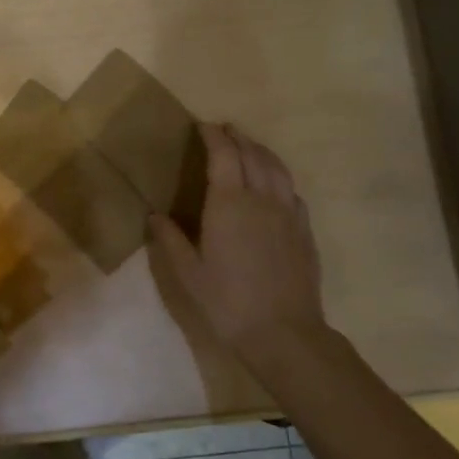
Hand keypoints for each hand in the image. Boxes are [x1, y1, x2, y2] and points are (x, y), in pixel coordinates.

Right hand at [147, 123, 337, 377]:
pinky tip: (274, 184)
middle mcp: (261, 198)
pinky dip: (279, 176)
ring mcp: (288, 213)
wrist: (284, 333)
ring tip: (248, 146)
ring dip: (261, 150)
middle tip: (223, 130)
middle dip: (237, 137)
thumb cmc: (228, 302)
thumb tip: (155, 215)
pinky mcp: (304, 230)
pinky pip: (292, 191)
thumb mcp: (188, 274)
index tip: (202, 125)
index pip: (224, 154)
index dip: (214, 135)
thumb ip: (170, 240)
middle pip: (252, 154)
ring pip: (277, 168)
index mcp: (229, 203)